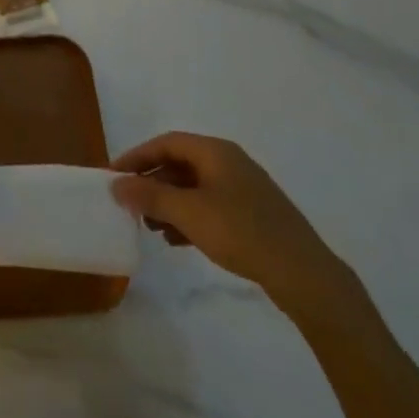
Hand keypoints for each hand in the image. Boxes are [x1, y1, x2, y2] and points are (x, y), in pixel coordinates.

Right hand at [111, 133, 353, 313]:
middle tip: (130, 204)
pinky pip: (209, 206)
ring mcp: (243, 189)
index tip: (115, 177)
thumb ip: (149, 196)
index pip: (165, 143)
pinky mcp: (252, 215)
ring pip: (194, 188)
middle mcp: (229, 162)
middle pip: (179, 164)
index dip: (137, 157)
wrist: (303, 274)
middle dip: (152, 183)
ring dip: (168, 203)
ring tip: (149, 227)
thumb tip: (116, 185)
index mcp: (215, 152)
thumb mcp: (187, 212)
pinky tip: (176, 240)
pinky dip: (188, 217)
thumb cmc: (240, 232)